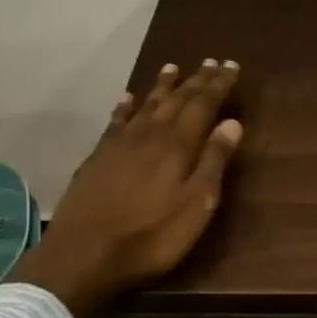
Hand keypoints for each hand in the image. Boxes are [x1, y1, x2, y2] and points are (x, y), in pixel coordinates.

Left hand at [13, 60, 242, 315]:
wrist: (84, 255)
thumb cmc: (151, 236)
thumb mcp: (196, 205)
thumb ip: (214, 162)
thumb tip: (232, 123)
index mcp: (177, 145)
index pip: (203, 105)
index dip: (218, 85)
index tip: (231, 66)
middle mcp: (149, 135)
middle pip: (176, 100)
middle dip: (196, 81)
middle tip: (210, 62)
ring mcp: (119, 144)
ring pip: (146, 105)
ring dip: (162, 86)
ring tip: (172, 68)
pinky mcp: (98, 157)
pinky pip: (116, 121)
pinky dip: (125, 107)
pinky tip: (127, 99)